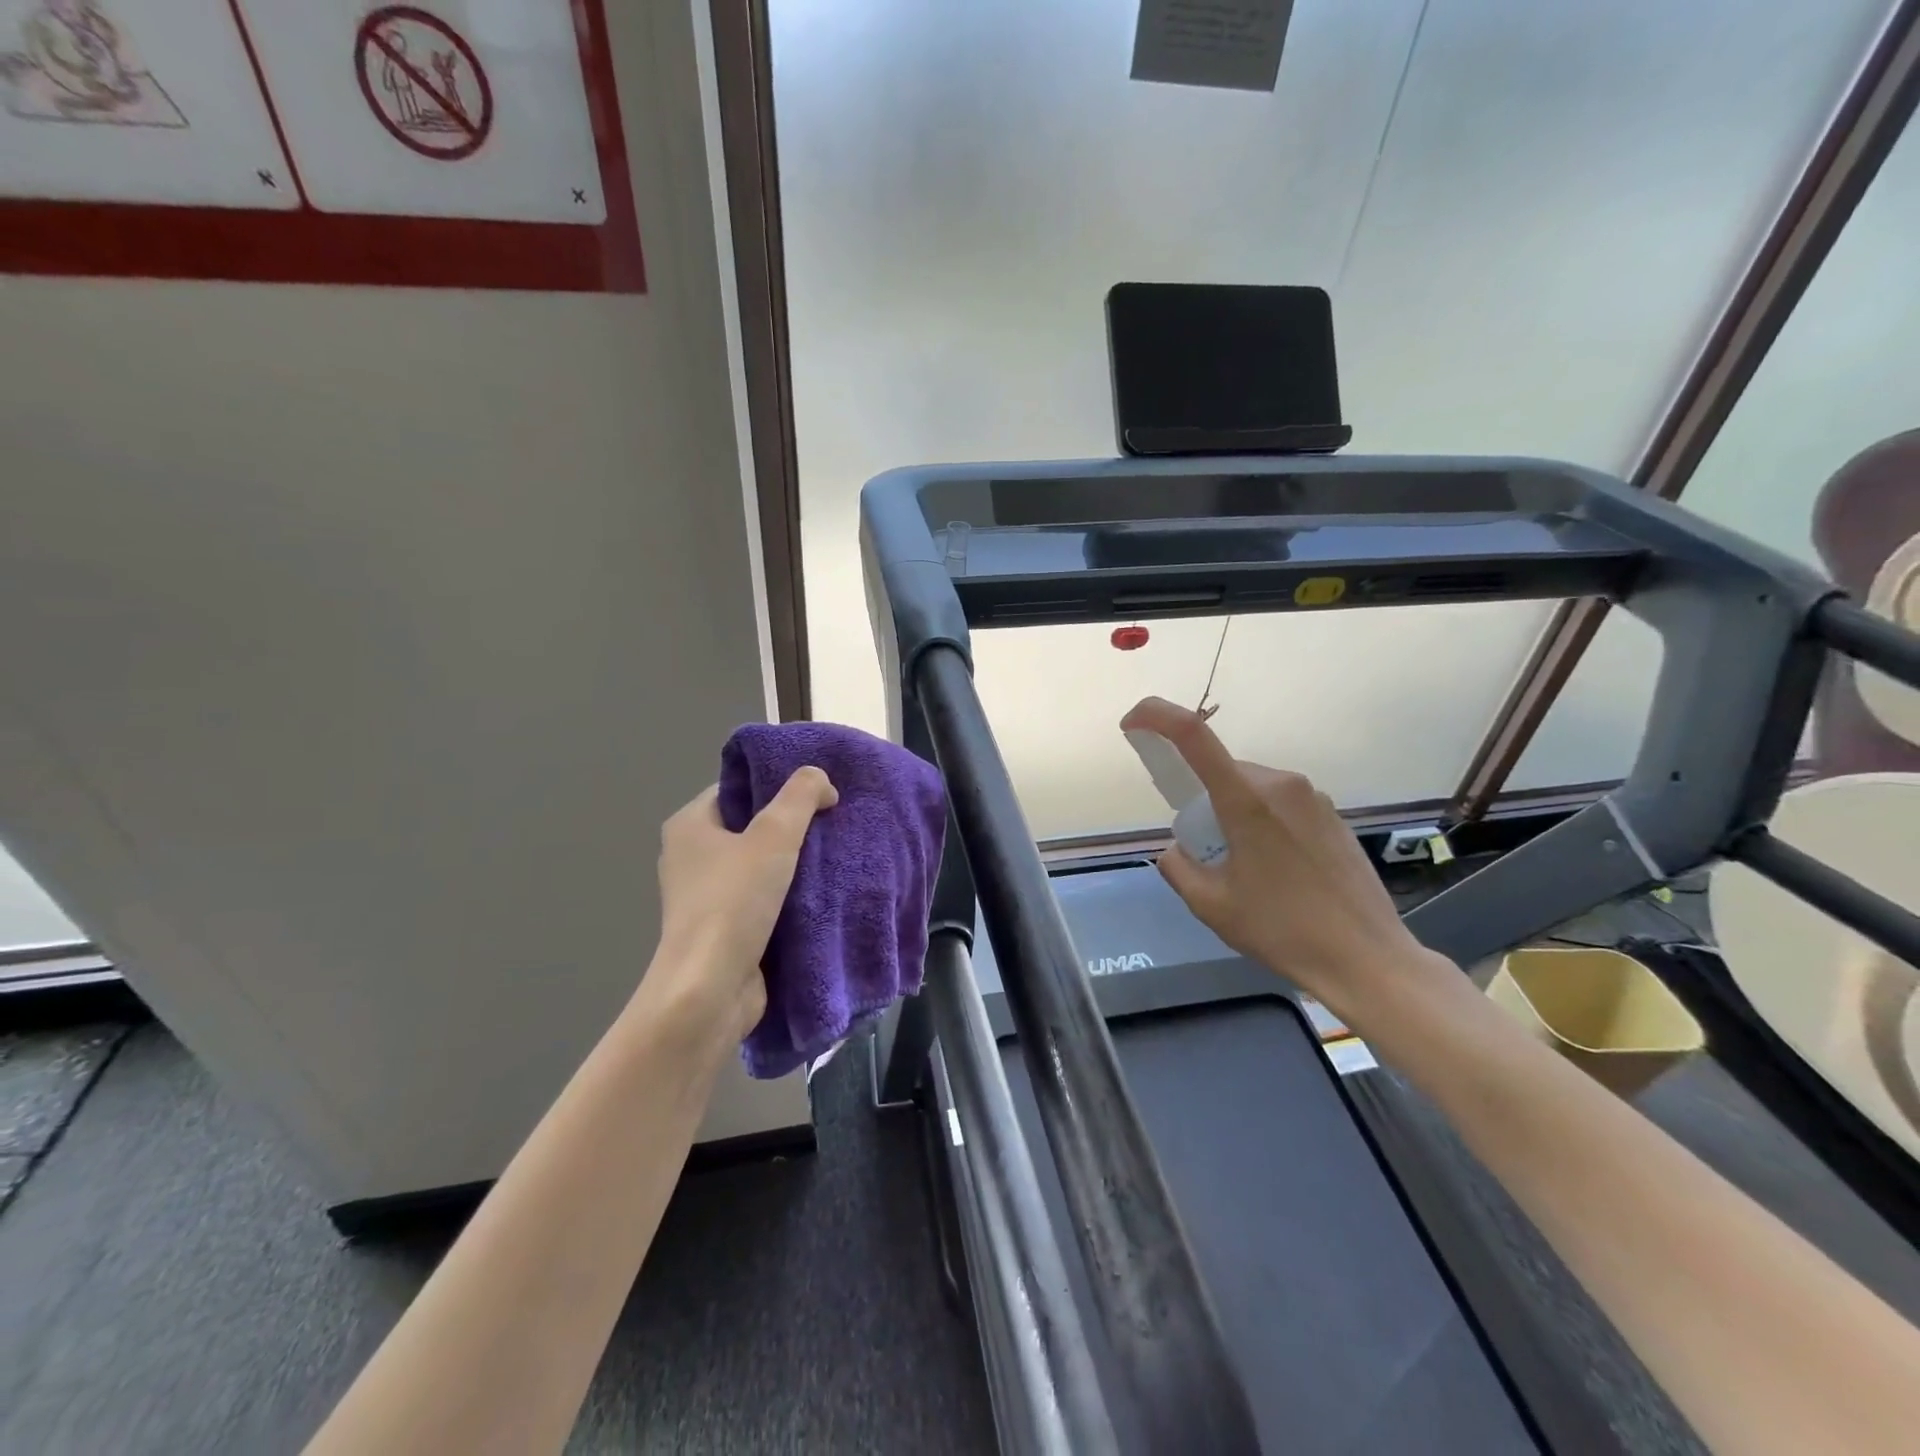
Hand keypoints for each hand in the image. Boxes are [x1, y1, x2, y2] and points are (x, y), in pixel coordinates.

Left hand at [646, 769, 838, 1040]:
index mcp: (689, 825)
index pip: (737, 789)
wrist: (711, 990)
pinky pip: (762, 899)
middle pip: (750, 826)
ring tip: (835, 853)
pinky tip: (822, 892)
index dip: (777, 785)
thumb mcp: (773, 835)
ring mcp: (706, 897)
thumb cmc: (734, 902)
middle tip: (833, 821)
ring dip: (793, 863)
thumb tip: (821, 779)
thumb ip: (800, 796)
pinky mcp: (723, 929)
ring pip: (759, 865)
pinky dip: (788, 895)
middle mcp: (691, 857)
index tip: (818, 791)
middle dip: (792, 825)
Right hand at [1120, 697, 1449, 1027]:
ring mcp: (1312, 797)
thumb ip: (1178, 868)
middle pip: (1222, 770)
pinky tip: (1277, 871)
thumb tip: (1177, 848)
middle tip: (1204, 850)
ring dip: (1233, 812)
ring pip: (1251, 787)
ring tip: (1245, 869)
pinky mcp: (1332, 815)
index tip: (1133, 724)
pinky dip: (1262, 822)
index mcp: (1246, 799)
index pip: (1193, 735)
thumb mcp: (1210, 905)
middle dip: (1201, 798)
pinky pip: (1279, 803)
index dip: (1157, 717)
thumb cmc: (1282, 930)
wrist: (1366, 958)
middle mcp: (1281, 784)